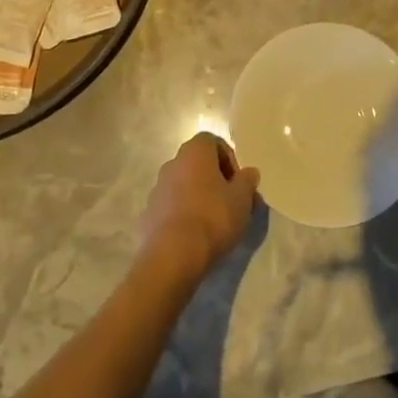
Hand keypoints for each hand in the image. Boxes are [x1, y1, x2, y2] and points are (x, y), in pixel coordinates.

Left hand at [138, 133, 259, 276]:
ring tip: (213, 222)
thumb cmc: (213, 217)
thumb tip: (249, 172)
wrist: (172, 255)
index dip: (229, 159)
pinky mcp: (148, 213)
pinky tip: (193, 236)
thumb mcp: (242, 199)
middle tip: (229, 202)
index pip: (213, 142)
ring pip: (183, 185)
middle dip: (214, 179)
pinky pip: (170, 207)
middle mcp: (172, 163)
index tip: (238, 183)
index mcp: (194, 152)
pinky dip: (182, 214)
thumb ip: (247, 181)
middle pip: (197, 163)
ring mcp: (157, 188)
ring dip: (197, 196)